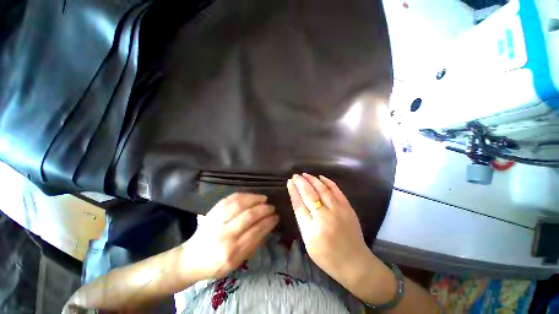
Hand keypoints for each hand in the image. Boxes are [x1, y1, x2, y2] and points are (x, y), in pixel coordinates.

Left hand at [182, 193, 277, 279]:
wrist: (190, 259)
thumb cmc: (216, 264)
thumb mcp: (237, 263)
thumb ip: (253, 245)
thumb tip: (267, 226)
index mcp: (232, 252)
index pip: (256, 231)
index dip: (268, 222)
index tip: (276, 217)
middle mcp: (224, 235)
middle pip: (248, 216)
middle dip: (264, 209)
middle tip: (272, 207)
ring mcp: (217, 221)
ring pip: (239, 204)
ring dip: (255, 199)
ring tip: (264, 198)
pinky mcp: (212, 212)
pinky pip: (230, 199)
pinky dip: (243, 195)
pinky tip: (251, 196)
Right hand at [287, 174, 395, 303]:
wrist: (355, 262)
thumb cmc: (327, 256)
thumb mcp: (308, 242)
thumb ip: (303, 221)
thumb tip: (299, 200)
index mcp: (311, 230)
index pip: (299, 205)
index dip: (293, 191)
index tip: (289, 182)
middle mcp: (324, 217)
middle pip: (309, 195)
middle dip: (301, 183)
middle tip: (295, 175)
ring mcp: (338, 211)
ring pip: (322, 190)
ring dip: (312, 180)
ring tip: (305, 174)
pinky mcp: (348, 208)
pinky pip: (336, 191)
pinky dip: (328, 182)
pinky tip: (321, 177)